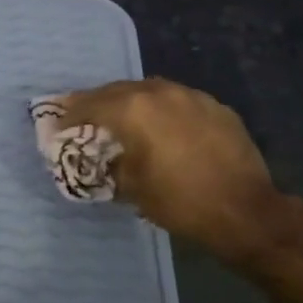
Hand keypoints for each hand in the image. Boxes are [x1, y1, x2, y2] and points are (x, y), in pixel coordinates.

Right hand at [60, 79, 285, 265]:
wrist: (245, 212)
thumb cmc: (179, 201)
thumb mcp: (130, 187)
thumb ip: (109, 163)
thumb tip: (101, 157)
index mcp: (134, 110)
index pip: (90, 105)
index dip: (70, 115)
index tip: (57, 125)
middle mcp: (161, 93)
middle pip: (117, 90)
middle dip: (96, 102)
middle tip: (81, 115)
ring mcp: (192, 96)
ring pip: (149, 90)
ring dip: (129, 101)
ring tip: (119, 116)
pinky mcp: (216, 107)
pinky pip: (177, 100)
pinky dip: (160, 108)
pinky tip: (160, 125)